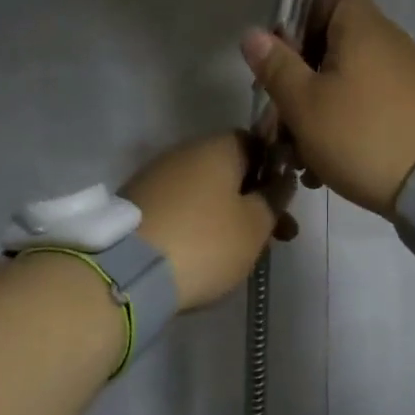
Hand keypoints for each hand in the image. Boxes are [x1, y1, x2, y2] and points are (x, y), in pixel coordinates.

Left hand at [123, 132, 294, 310]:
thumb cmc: (205, 242)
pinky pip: (180, 209)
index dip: (276, 171)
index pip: (258, 143)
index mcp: (218, 147)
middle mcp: (185, 152)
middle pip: (231, 171)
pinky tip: (205, 255)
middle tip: (277, 237)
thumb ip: (275, 198)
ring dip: (228, 216)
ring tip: (243, 254)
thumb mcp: (255, 224)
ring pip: (206, 192)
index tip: (286, 203)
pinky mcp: (137, 205)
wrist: (127, 271)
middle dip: (255, 201)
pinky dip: (198, 226)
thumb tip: (281, 179)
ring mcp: (156, 177)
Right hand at [240, 0, 414, 217]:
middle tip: (277, 124)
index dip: (295, 23)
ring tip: (299, 158)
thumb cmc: (360, 133)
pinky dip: (344, 128)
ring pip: (345, 83)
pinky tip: (326, 168)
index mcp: (361, 27)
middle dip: (297, 84)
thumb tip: (253, 33)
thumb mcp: (304, 102)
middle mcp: (387, 42)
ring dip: (316, 114)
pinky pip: (368, 106)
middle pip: (329, 47)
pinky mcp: (414, 108)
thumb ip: (276, 65)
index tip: (277, 61)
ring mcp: (405, 76)